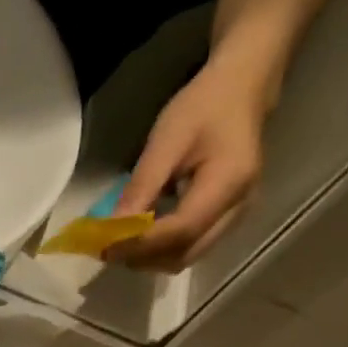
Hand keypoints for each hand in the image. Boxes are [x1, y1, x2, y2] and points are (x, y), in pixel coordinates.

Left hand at [104, 51, 273, 273]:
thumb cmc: (204, 106)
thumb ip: (141, 188)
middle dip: (144, 257)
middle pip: (185, 254)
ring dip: (151, 258)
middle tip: (109, 249)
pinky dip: (162, 249)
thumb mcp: (166, 141)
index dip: (140, 244)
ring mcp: (235, 218)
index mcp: (229, 183)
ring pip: (186, 257)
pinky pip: (190, 247)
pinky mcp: (226, 220)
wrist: (242, 88)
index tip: (105, 247)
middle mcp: (238, 209)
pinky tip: (141, 236)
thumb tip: (112, 230)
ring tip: (122, 243)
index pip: (180, 230)